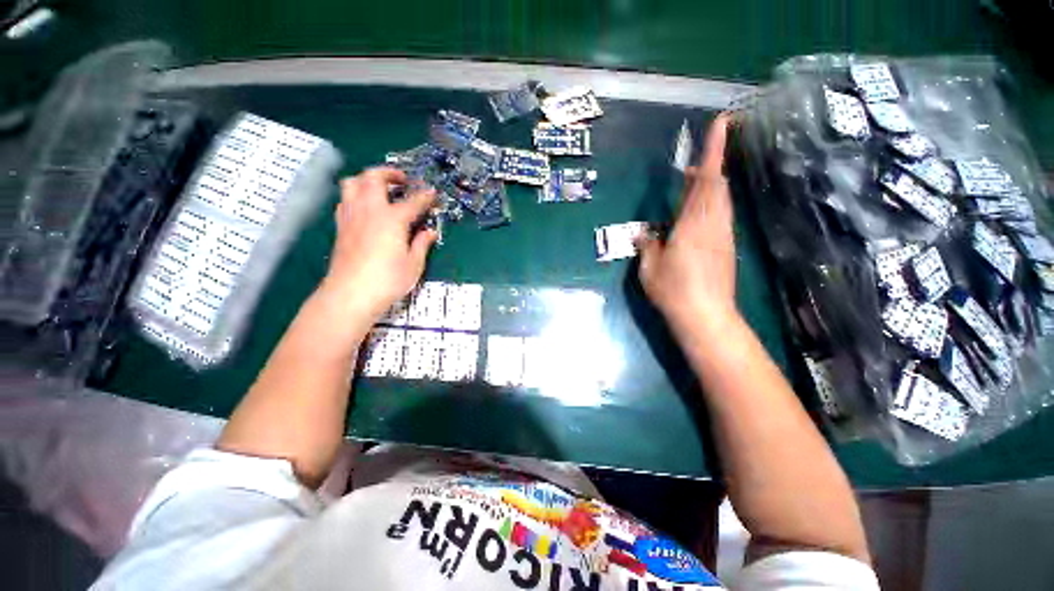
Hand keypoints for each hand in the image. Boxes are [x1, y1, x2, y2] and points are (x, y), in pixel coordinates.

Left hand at [318, 167, 437, 327]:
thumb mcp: (414, 264)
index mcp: (392, 219)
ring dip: (367, 179)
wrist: (350, 293)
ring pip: (353, 183)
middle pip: (373, 178)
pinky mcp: (340, 226)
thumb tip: (430, 232)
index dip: (425, 196)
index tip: (433, 192)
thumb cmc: (388, 279)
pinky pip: (345, 199)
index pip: (413, 201)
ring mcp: (351, 216)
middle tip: (402, 180)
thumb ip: (422, 244)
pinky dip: (356, 195)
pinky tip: (366, 208)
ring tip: (380, 189)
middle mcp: (369, 210)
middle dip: (390, 173)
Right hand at [639, 114, 737, 331]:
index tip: (722, 123)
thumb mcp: (650, 269)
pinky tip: (695, 216)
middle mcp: (713, 225)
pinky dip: (711, 205)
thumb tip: (644, 234)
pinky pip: (720, 215)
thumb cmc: (674, 292)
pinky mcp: (726, 247)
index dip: (715, 150)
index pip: (708, 180)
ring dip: (709, 187)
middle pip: (717, 186)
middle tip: (691, 166)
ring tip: (691, 188)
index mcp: (693, 225)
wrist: (706, 316)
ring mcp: (723, 236)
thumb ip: (648, 246)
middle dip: (708, 168)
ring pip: (721, 200)